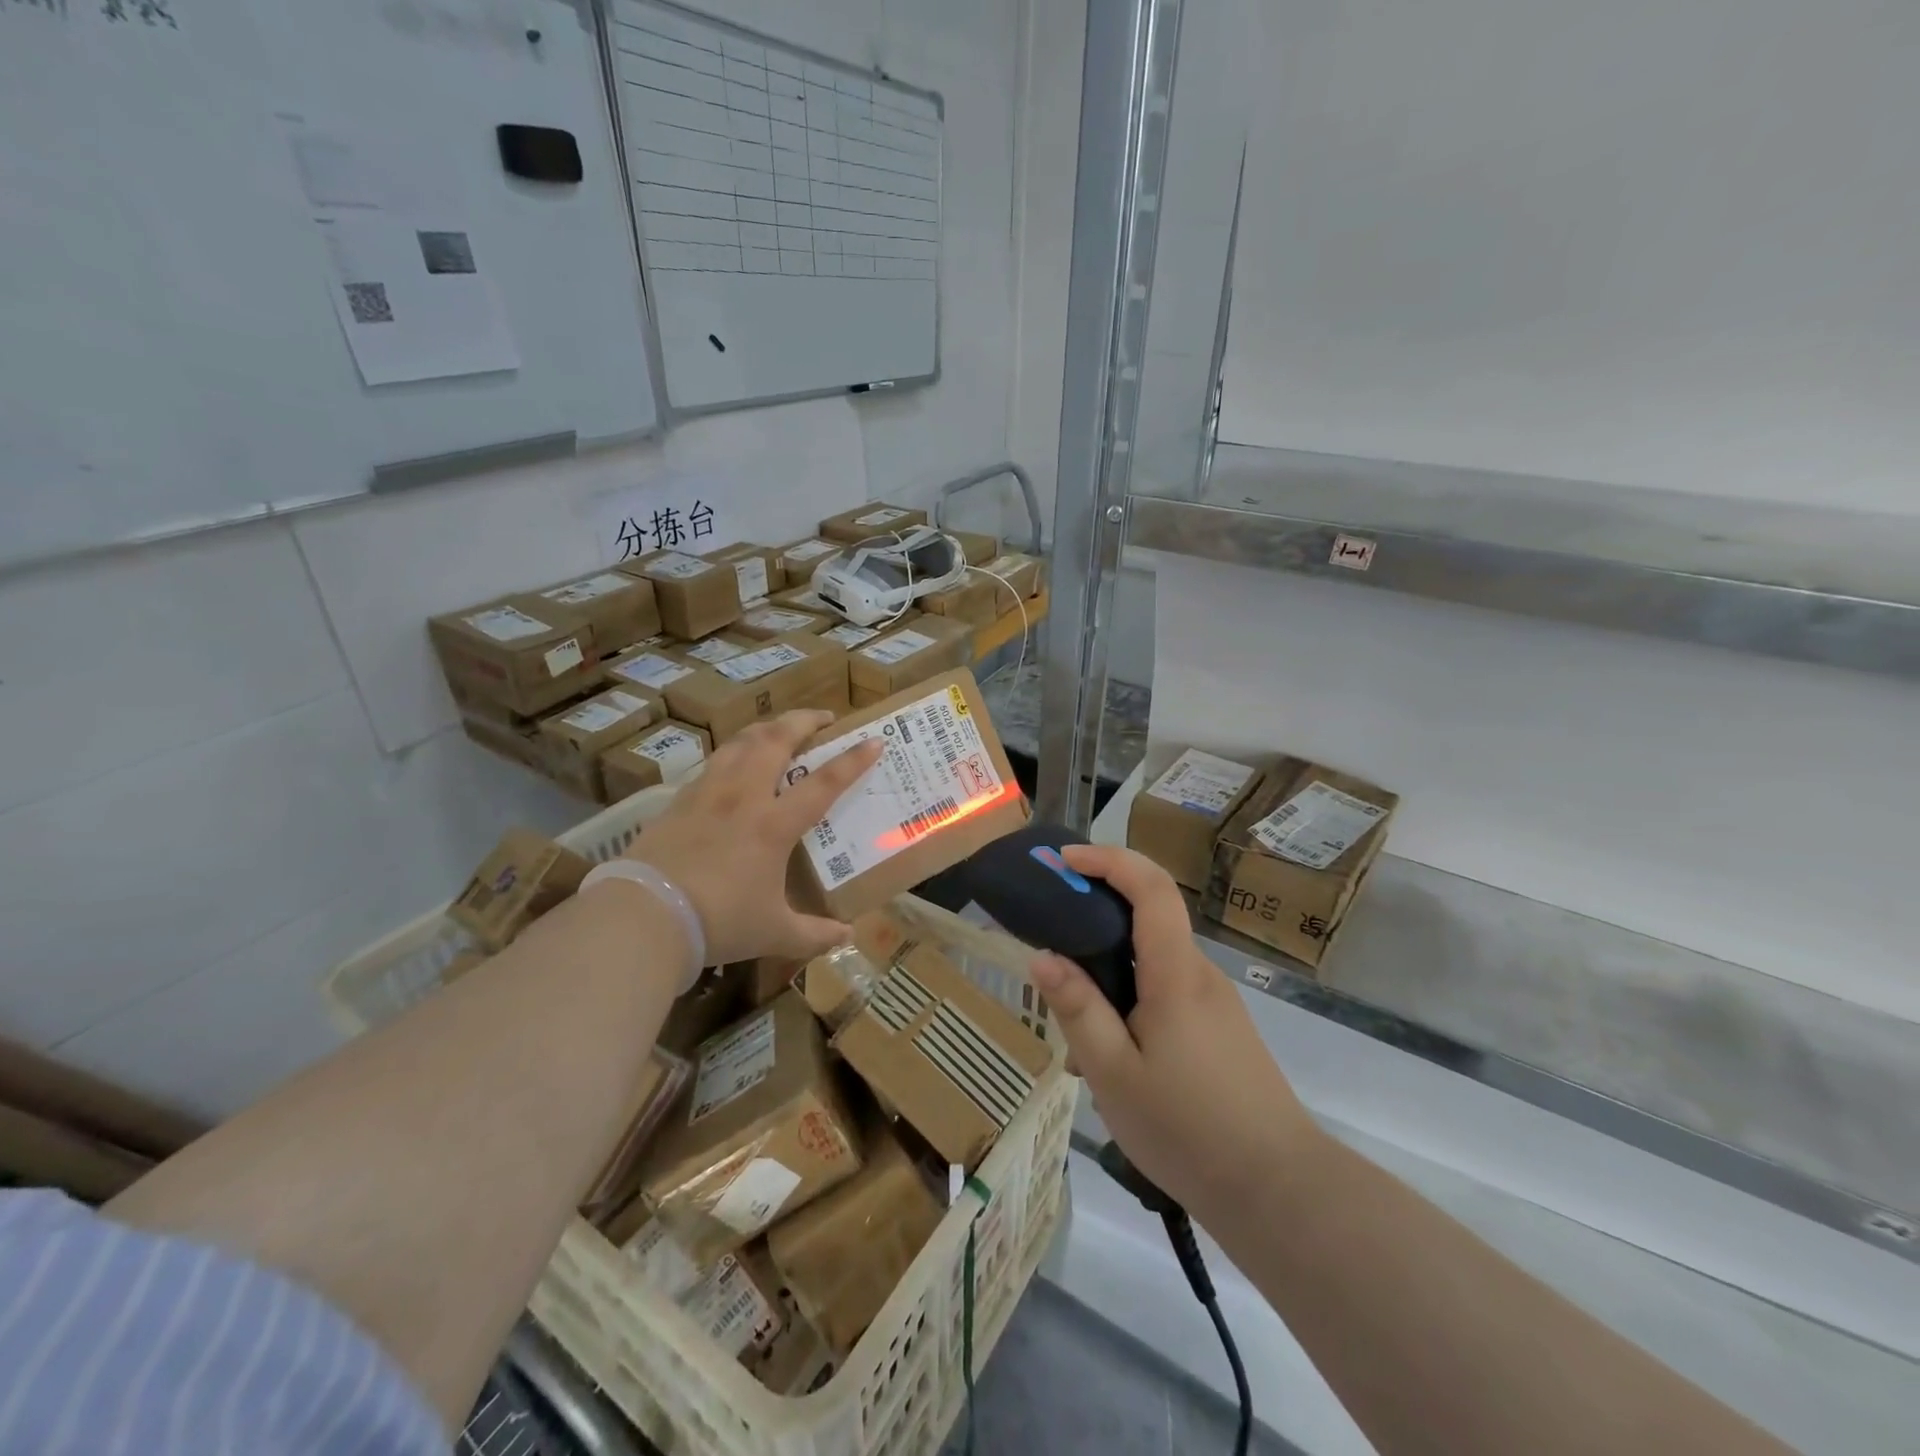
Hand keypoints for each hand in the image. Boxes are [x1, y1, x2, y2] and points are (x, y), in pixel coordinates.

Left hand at [622, 711, 881, 964]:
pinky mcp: (679, 800)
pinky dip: (733, 752)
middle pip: (777, 740)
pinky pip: (713, 762)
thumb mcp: (773, 933)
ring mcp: (708, 792)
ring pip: (741, 741)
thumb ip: (813, 934)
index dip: (853, 760)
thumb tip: (846, 937)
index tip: (874, 740)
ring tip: (779, 729)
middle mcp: (744, 796)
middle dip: (804, 720)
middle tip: (823, 717)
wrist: (645, 915)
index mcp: (774, 824)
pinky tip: (733, 763)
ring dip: (767, 728)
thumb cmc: (719, 922)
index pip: (824, 782)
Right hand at [1028, 845, 1318, 1214]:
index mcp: (1176, 972)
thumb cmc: (1188, 1129)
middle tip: (1050, 939)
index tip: (1064, 861)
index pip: (1150, 886)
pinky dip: (1131, 997)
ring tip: (1074, 1025)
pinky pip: (1167, 990)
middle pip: (1149, 917)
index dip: (1108, 860)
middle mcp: (1199, 973)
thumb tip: (1042, 956)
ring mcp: (1214, 1001)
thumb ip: (1079, 1009)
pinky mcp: (1220, 1027)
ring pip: (1152, 960)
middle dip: (1097, 913)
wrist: (1279, 1191)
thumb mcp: (1114, 1073)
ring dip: (1111, 968)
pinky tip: (1112, 1055)